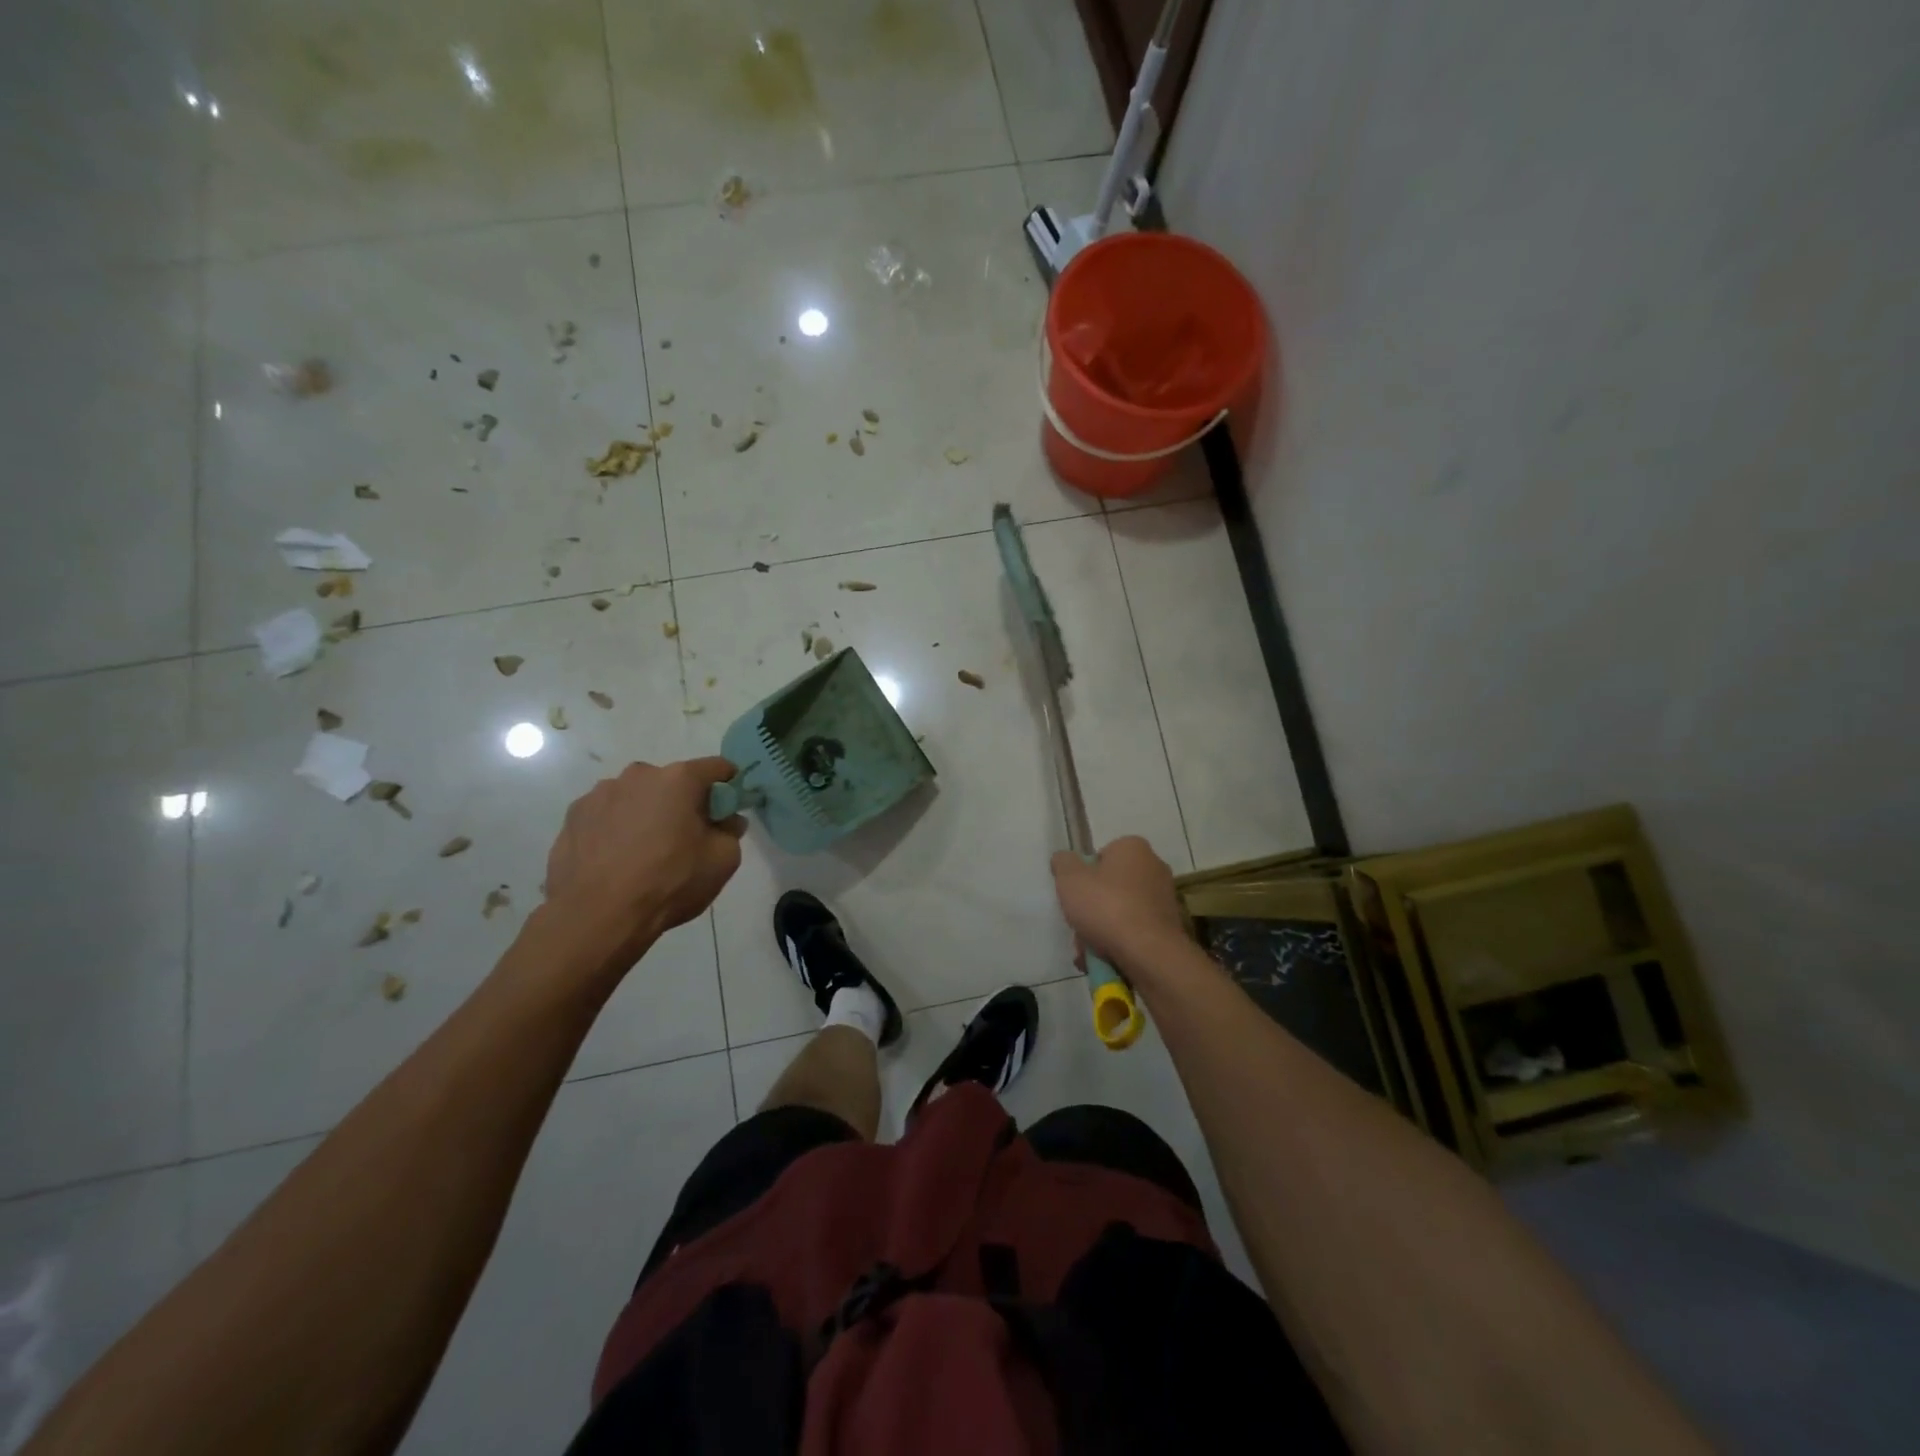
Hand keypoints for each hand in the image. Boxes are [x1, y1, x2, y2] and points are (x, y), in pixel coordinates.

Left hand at [543, 758, 744, 971]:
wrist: (596, 916)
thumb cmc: (669, 882)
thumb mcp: (723, 861)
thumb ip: (731, 832)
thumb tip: (727, 820)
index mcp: (679, 779)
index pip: (717, 768)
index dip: (729, 785)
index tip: (729, 808)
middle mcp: (638, 775)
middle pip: (672, 782)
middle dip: (683, 802)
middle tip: (686, 837)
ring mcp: (600, 793)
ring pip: (636, 797)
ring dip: (646, 814)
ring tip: (644, 852)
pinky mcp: (573, 816)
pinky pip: (606, 815)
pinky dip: (616, 829)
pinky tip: (615, 859)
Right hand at [1050, 836, 1188, 968]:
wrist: (1148, 953)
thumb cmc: (1107, 907)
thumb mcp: (1070, 879)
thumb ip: (1063, 864)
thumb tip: (1064, 860)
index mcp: (1133, 848)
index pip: (1101, 856)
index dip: (1083, 875)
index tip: (1074, 895)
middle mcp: (1154, 867)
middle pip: (1110, 886)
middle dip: (1091, 908)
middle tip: (1077, 926)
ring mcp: (1164, 898)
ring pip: (1120, 911)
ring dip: (1102, 929)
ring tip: (1087, 950)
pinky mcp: (1168, 926)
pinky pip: (1134, 930)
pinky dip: (1119, 942)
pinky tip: (1105, 958)